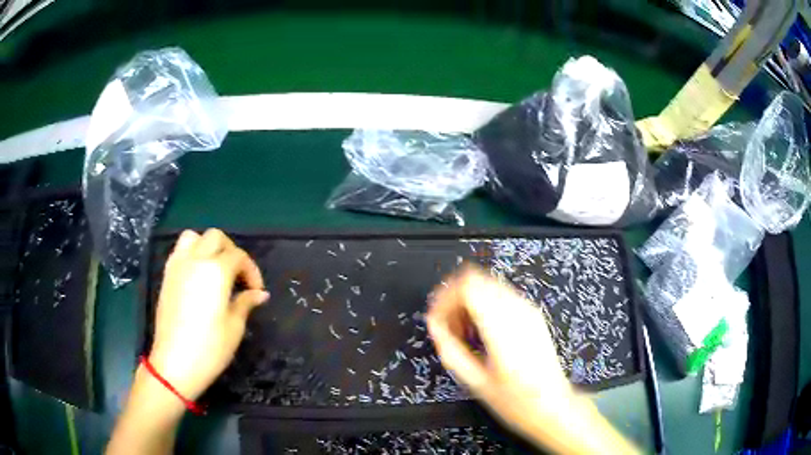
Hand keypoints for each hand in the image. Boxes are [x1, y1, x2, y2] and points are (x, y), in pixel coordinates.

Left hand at [148, 229, 268, 400]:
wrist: (174, 363)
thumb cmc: (209, 348)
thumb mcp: (234, 327)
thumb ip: (245, 303)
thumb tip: (259, 294)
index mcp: (216, 271)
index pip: (238, 256)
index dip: (251, 271)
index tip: (256, 291)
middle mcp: (195, 260)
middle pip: (216, 237)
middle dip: (231, 251)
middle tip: (238, 276)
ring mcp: (177, 266)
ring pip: (193, 237)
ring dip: (208, 246)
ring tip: (215, 269)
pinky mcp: (166, 276)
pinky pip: (180, 251)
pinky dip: (192, 254)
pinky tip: (198, 277)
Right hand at [427, 268, 571, 434]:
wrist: (551, 403)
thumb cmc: (519, 400)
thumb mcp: (476, 382)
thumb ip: (451, 350)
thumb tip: (436, 327)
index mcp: (503, 328)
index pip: (468, 286)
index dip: (445, 297)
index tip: (437, 316)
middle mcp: (518, 312)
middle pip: (475, 279)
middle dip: (454, 299)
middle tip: (447, 325)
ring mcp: (528, 310)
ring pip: (487, 283)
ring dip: (468, 302)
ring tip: (463, 332)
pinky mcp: (532, 314)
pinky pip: (499, 294)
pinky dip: (482, 305)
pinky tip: (480, 331)